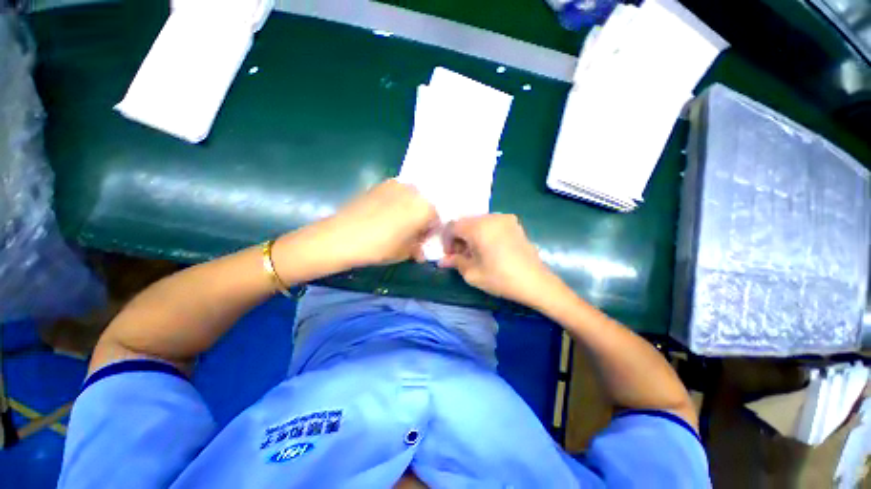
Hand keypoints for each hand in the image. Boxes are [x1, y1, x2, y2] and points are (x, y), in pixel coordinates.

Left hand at [308, 179, 438, 268]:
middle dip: (421, 219)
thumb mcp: (404, 253)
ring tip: (396, 224)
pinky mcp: (380, 184)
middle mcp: (414, 191)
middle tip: (410, 233)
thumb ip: (417, 248)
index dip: (430, 232)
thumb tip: (420, 250)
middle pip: (424, 205)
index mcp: (425, 208)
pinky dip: (396, 203)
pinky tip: (384, 215)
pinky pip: (396, 194)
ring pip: (411, 198)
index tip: (421, 241)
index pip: (436, 219)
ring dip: (408, 210)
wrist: (343, 235)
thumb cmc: (380, 247)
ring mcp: (396, 185)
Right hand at [438, 214, 564, 307]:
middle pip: (465, 222)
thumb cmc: (500, 278)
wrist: (535, 282)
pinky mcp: (514, 224)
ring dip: (471, 235)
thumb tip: (442, 260)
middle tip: (461, 256)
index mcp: (478, 227)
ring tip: (475, 253)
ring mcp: (505, 219)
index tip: (450, 255)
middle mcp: (491, 217)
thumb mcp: (472, 273)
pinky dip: (484, 233)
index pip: (453, 226)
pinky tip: (488, 248)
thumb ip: (455, 262)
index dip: (447, 240)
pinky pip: (492, 224)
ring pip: (478, 222)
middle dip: (459, 238)